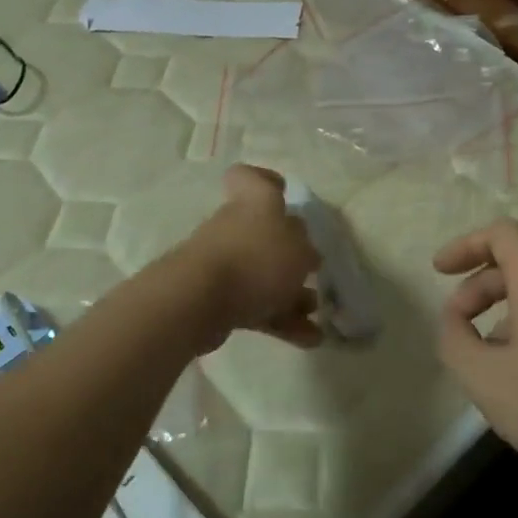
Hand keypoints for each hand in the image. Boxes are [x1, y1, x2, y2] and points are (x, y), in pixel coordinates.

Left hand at [185, 165, 323, 347]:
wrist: (200, 299)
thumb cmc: (256, 259)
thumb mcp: (298, 248)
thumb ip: (305, 247)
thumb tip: (305, 251)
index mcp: (255, 203)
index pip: (250, 178)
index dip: (266, 181)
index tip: (284, 193)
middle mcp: (236, 227)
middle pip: (264, 233)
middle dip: (291, 255)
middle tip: (314, 270)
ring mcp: (225, 263)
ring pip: (263, 273)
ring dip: (291, 293)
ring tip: (318, 313)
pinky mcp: (219, 298)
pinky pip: (256, 305)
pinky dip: (281, 320)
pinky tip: (309, 339)